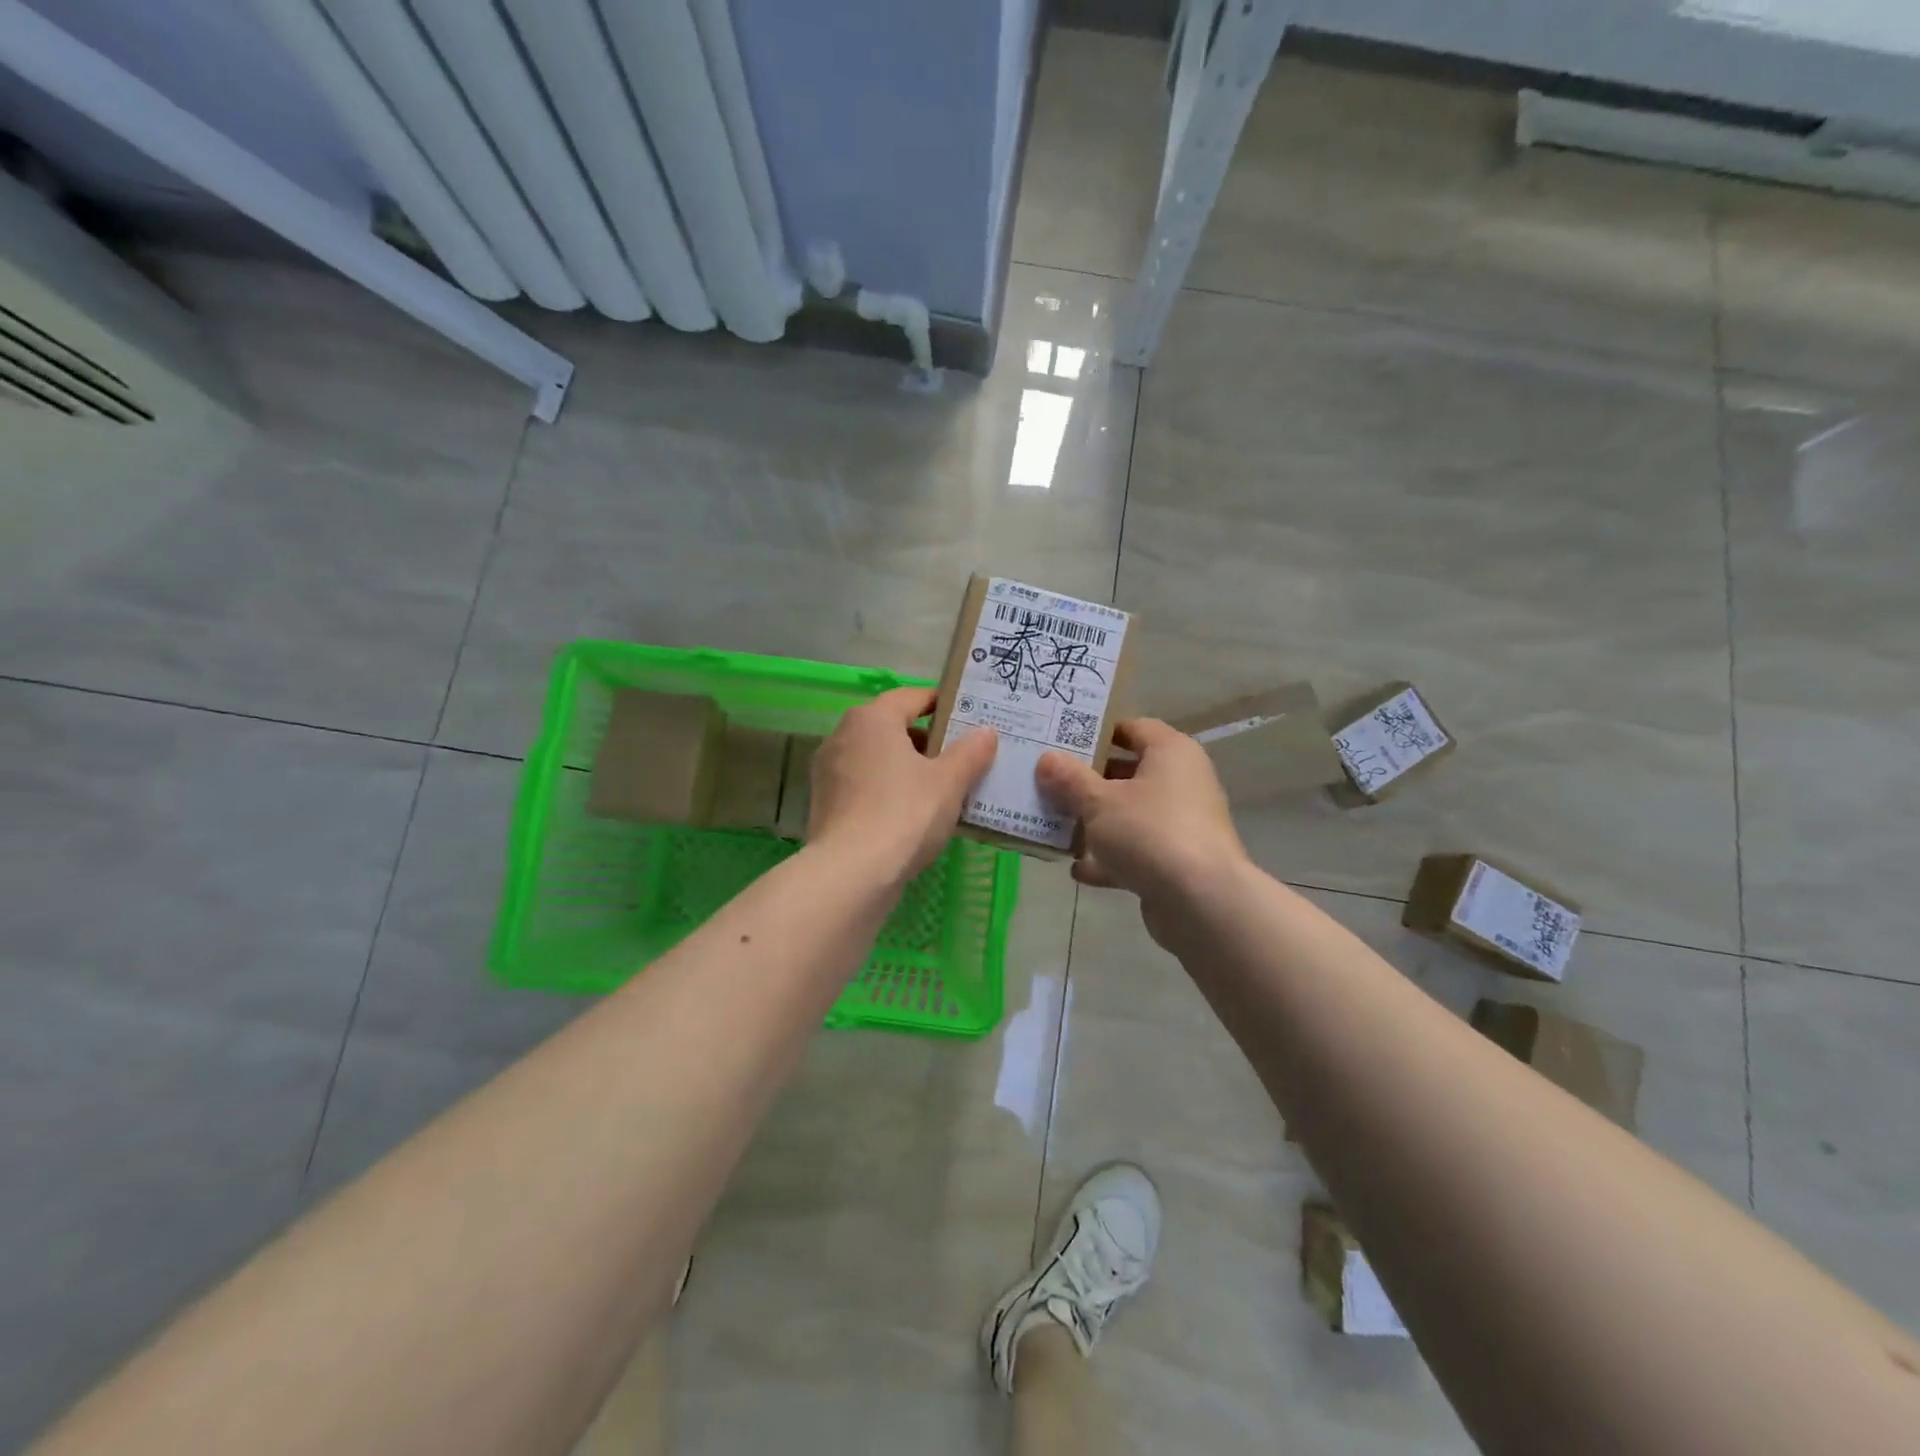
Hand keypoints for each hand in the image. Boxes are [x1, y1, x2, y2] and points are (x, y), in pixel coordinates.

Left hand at [808, 687, 997, 881]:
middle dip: (926, 740)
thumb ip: (970, 752)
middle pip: (892, 727)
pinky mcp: (824, 803)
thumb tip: (985, 731)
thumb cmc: (905, 813)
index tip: (967, 718)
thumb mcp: (949, 782)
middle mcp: (843, 735)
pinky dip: (887, 791)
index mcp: (872, 719)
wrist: (851, 873)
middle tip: (960, 758)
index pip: (912, 697)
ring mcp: (829, 771)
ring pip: (877, 758)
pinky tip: (911, 815)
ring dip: (906, 768)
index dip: (942, 704)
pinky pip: (864, 785)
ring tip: (941, 789)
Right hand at [1036, 719, 1249, 944]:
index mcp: (1171, 753)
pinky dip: (1110, 859)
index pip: (1133, 728)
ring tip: (1056, 825)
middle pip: (1129, 773)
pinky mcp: (1178, 861)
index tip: (1062, 741)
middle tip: (1049, 782)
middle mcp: (1183, 782)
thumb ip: (1070, 780)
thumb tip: (1046, 759)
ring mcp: (1183, 824)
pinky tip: (1078, 870)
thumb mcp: (1099, 802)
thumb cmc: (1150, 832)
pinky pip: (1137, 851)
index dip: (1098, 732)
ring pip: (1131, 815)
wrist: (1201, 902)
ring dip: (1096, 822)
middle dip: (1089, 781)